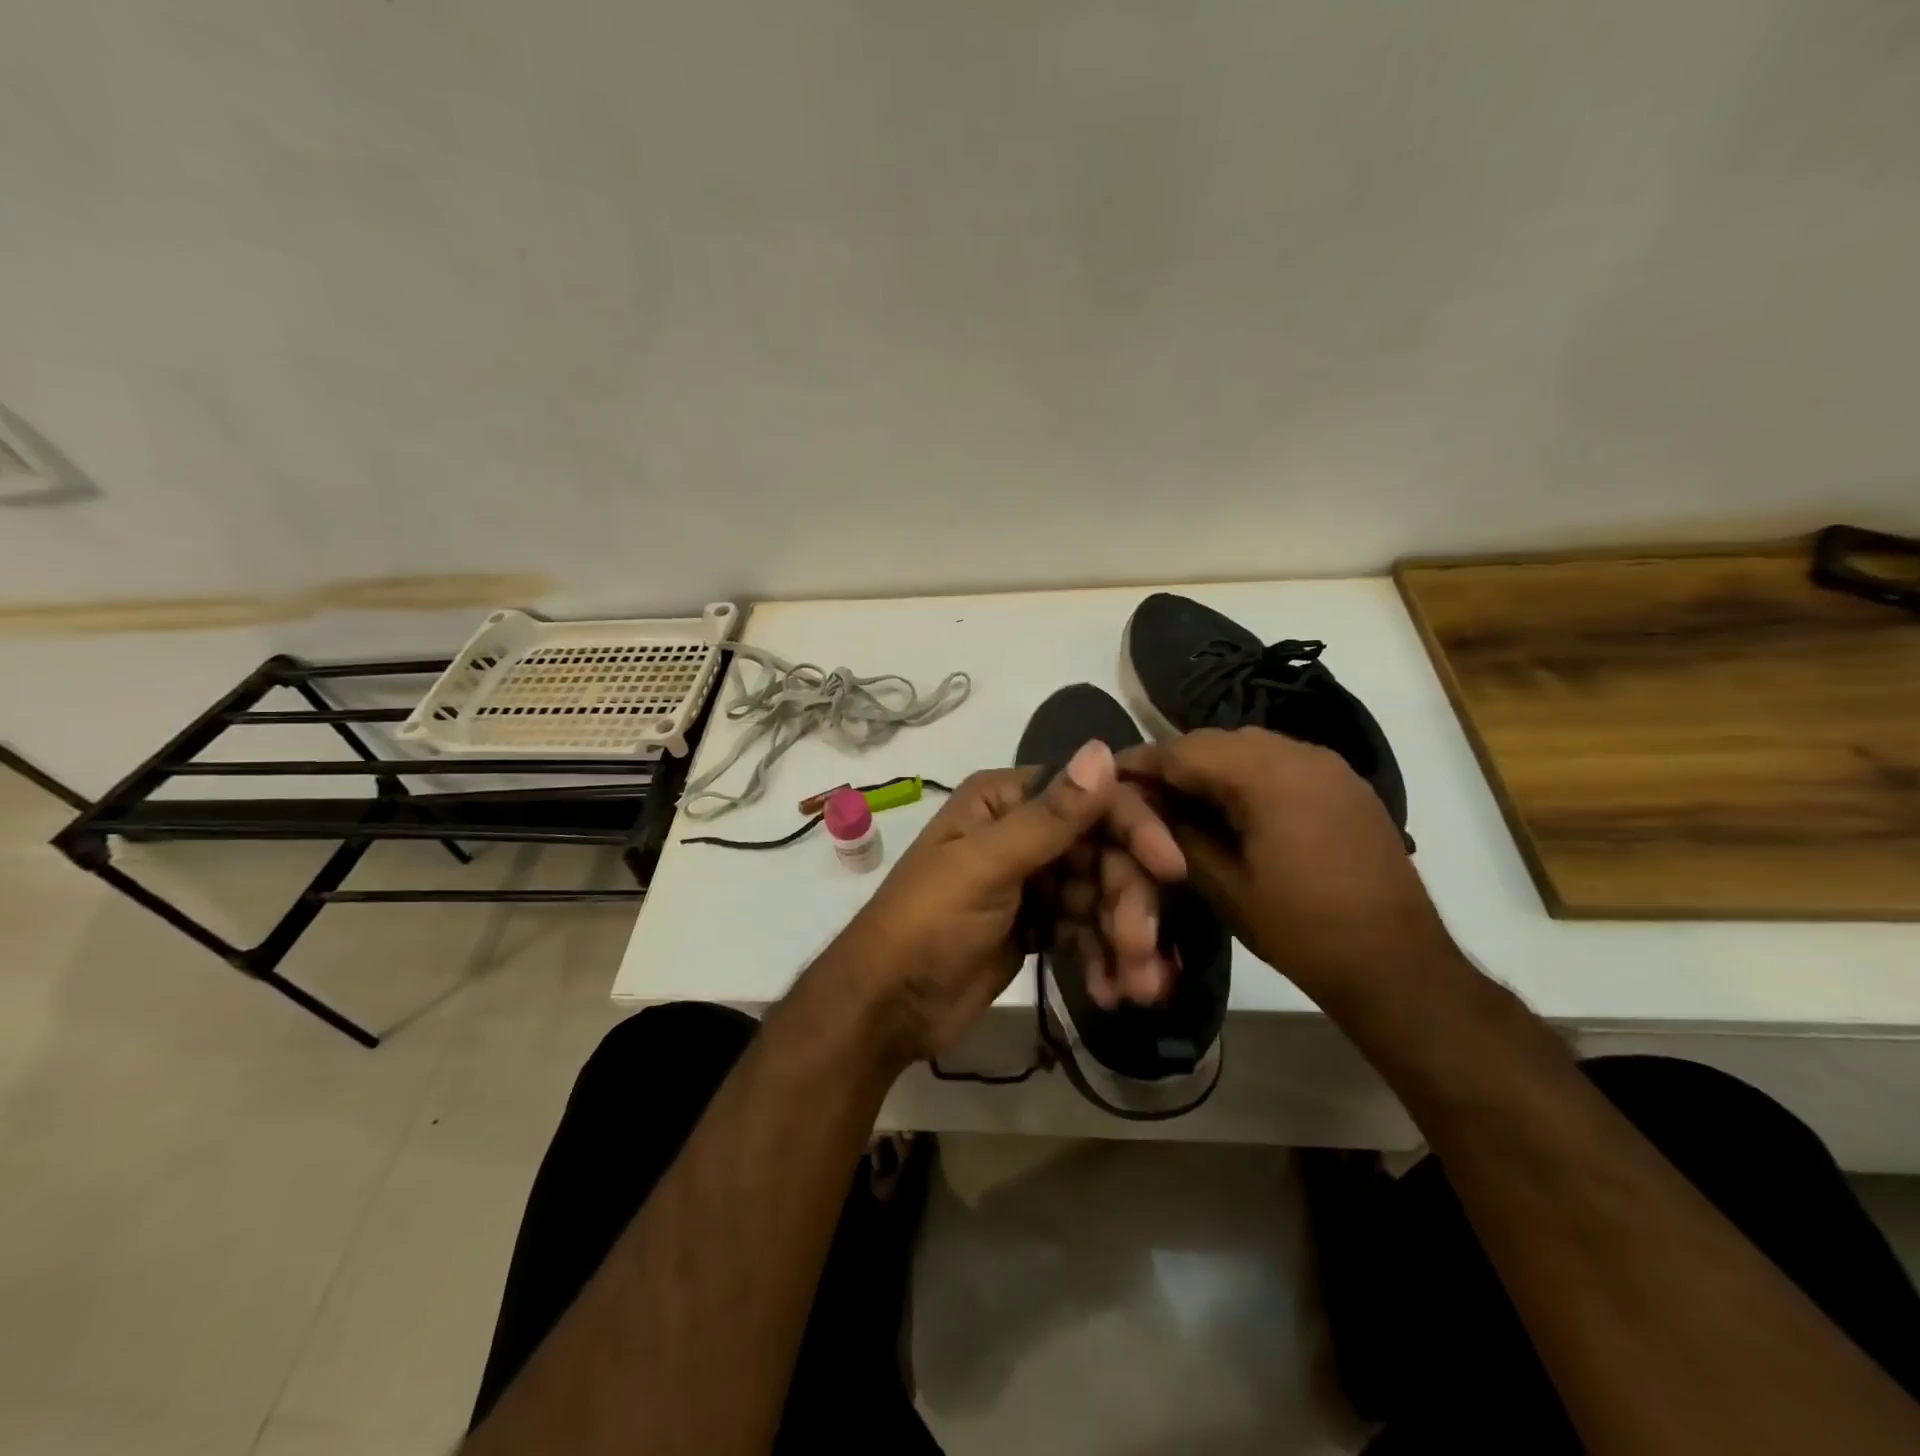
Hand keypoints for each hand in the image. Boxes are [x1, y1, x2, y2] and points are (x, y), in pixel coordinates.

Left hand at [820, 740, 1185, 1068]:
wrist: (887, 1006)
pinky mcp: (1038, 923)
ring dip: (1123, 939)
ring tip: (1137, 988)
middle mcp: (1023, 830)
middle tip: (1142, 952)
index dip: (1135, 828)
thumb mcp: (985, 867)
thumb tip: (1103, 750)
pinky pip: (1086, 929)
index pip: (1090, 798)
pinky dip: (1103, 957)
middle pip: (1103, 851)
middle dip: (1128, 902)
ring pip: (1101, 895)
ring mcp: (1033, 879)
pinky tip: (1111, 991)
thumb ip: (1050, 817)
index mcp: (1005, 800)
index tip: (1171, 870)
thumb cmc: (927, 923)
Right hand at [1118, 727, 1457, 1006]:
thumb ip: (1178, 833)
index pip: (1183, 749)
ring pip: (1250, 746)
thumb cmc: (1301, 929)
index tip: (1108, 776)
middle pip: (1216, 740)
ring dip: (1211, 766)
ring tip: (1183, 800)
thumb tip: (1145, 803)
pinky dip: (1247, 774)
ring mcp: (1328, 765)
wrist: (1397, 963)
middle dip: (1175, 762)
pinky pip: (1281, 761)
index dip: (1141, 761)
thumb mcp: (1222, 885)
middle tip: (1143, 793)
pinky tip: (1233, 807)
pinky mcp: (1345, 783)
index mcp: (1266, 775)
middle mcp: (1299, 753)